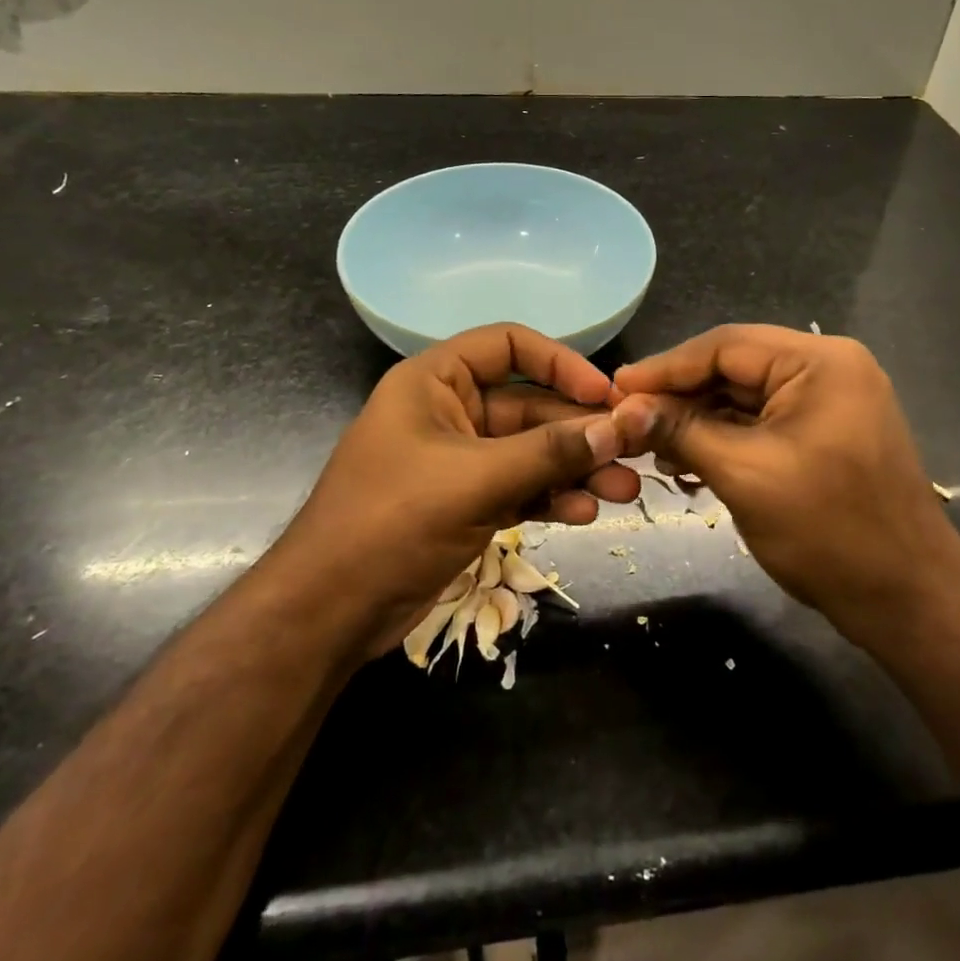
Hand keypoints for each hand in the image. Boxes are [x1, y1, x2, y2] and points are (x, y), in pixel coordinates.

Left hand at [272, 324, 640, 659]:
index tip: (603, 395)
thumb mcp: (475, 480)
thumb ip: (548, 452)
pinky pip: (519, 488)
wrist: (327, 615)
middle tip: (633, 453)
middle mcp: (449, 412)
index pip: (508, 345)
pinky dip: (550, 497)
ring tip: (623, 492)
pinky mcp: (465, 503)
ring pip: (530, 452)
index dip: (560, 363)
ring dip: (574, 469)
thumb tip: (619, 427)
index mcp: (435, 382)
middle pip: (529, 406)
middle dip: (579, 432)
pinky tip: (583, 514)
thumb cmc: (391, 522)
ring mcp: (458, 461)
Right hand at [612, 325, 959, 640]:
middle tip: (629, 420)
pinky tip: (690, 462)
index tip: (617, 388)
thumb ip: (681, 432)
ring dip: (699, 420)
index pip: (726, 345)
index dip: (666, 367)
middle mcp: (828, 369)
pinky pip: (764, 423)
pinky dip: (726, 439)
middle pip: (735, 368)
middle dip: (681, 396)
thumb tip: (622, 409)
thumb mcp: (745, 475)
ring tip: (653, 447)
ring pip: (745, 397)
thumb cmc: (830, 532)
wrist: (909, 601)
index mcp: (819, 362)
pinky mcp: (827, 433)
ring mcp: (831, 402)